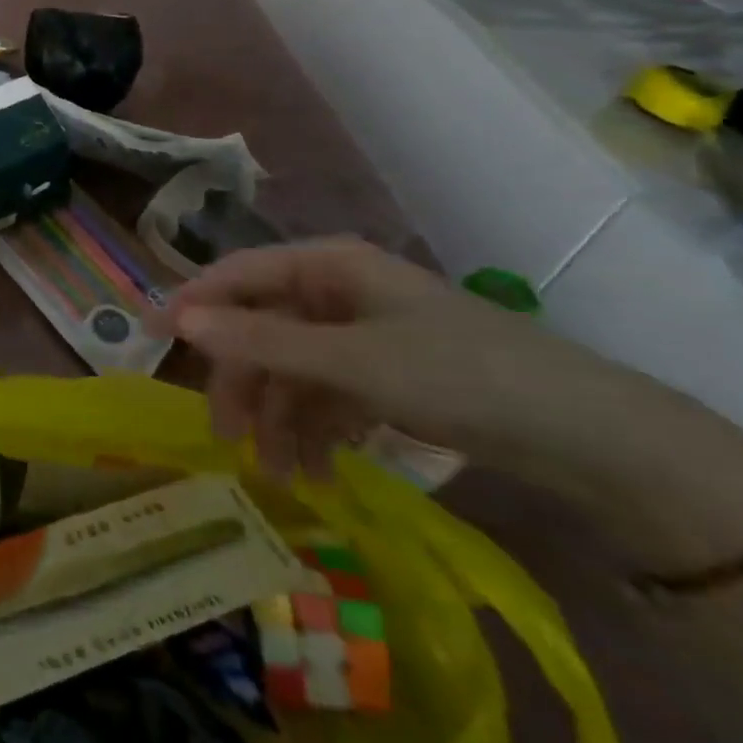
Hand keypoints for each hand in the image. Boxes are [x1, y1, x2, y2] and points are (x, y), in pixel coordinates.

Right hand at [152, 236, 589, 480]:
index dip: (191, 303)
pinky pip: (326, 394)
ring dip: (279, 419)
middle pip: (261, 328)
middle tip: (226, 438)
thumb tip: (178, 320)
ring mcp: (359, 334)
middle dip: (243, 384)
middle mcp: (335, 291)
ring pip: (291, 368)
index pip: (237, 275)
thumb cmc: (460, 375)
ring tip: (279, 476)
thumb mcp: (351, 361)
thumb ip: (261, 341)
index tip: (149, 339)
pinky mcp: (384, 374)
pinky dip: (315, 430)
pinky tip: (316, 472)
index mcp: (326, 266)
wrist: (593, 440)